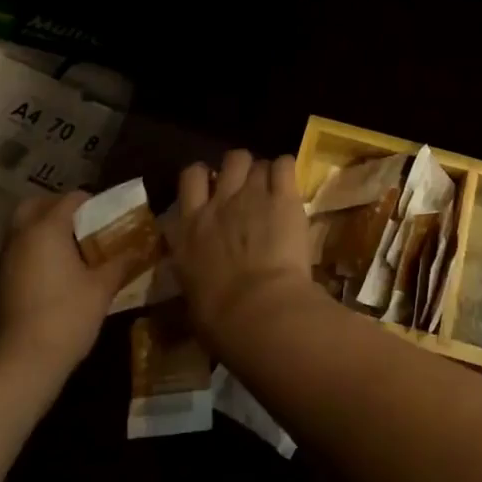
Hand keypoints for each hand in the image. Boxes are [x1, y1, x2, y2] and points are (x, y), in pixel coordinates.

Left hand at [0, 190, 147, 378]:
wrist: (23, 362)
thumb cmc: (67, 315)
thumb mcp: (103, 286)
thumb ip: (122, 261)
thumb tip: (143, 247)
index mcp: (47, 229)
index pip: (70, 198)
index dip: (93, 202)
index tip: (110, 216)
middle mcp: (22, 236)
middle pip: (36, 205)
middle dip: (58, 207)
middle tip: (83, 222)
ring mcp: (6, 259)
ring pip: (23, 228)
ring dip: (44, 228)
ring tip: (73, 246)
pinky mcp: (1, 281)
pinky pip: (19, 249)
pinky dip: (35, 248)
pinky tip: (57, 269)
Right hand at [171, 150, 317, 346]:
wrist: (258, 312)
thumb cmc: (221, 320)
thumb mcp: (192, 295)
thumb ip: (195, 272)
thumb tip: (199, 278)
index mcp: (189, 229)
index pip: (190, 178)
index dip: (204, 177)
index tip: (214, 188)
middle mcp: (218, 203)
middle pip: (230, 160)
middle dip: (241, 168)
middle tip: (250, 186)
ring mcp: (251, 196)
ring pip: (258, 161)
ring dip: (266, 173)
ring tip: (275, 190)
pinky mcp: (283, 198)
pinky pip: (285, 165)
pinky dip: (287, 171)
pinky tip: (291, 187)